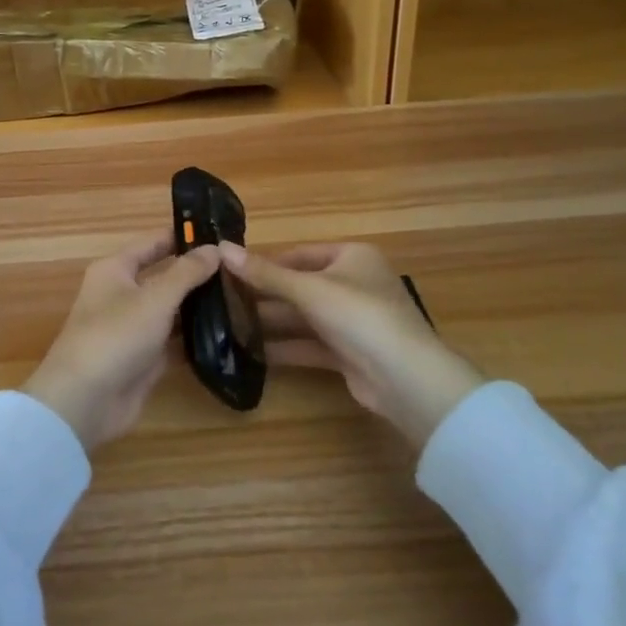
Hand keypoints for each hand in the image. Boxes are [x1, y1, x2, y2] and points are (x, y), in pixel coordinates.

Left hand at [25, 233, 220, 450]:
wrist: (85, 401)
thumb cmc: (115, 335)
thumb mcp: (154, 298)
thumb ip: (186, 272)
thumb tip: (214, 248)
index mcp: (115, 269)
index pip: (154, 243)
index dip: (184, 237)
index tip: (222, 233)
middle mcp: (123, 294)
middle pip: (165, 276)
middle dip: (198, 274)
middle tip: (240, 269)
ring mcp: (134, 328)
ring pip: (172, 310)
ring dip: (200, 307)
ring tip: (243, 298)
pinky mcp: (144, 358)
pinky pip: (174, 341)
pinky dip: (196, 337)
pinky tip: (228, 333)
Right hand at [219, 242, 484, 449]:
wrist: (405, 378)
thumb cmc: (358, 315)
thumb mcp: (307, 289)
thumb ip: (264, 273)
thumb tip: (221, 247)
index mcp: (352, 257)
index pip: (300, 253)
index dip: (266, 262)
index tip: (231, 272)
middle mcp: (355, 284)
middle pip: (301, 286)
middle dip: (266, 295)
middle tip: (224, 301)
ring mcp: (354, 321)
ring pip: (305, 317)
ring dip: (273, 322)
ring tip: (231, 326)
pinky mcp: (350, 353)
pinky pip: (312, 345)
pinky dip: (287, 347)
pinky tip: (254, 354)